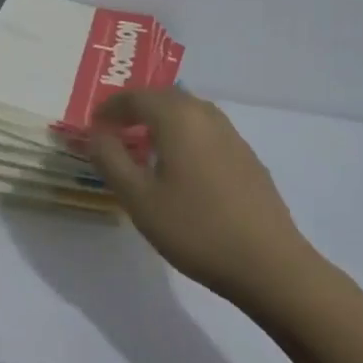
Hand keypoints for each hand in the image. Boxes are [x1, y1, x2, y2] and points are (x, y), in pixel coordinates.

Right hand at [86, 89, 317, 306]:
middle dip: (137, 108)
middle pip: (165, 98)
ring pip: (189, 113)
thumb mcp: (138, 198)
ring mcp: (232, 136)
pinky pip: (207, 132)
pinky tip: (181, 168)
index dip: (110, 108)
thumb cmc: (195, 228)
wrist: (269, 264)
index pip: (136, 97)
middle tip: (115, 130)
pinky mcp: (248, 158)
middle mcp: (206, 115)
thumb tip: (96, 134)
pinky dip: (185, 136)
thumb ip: (111, 159)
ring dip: (162, 121)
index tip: (93, 126)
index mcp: (178, 117)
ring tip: (145, 146)